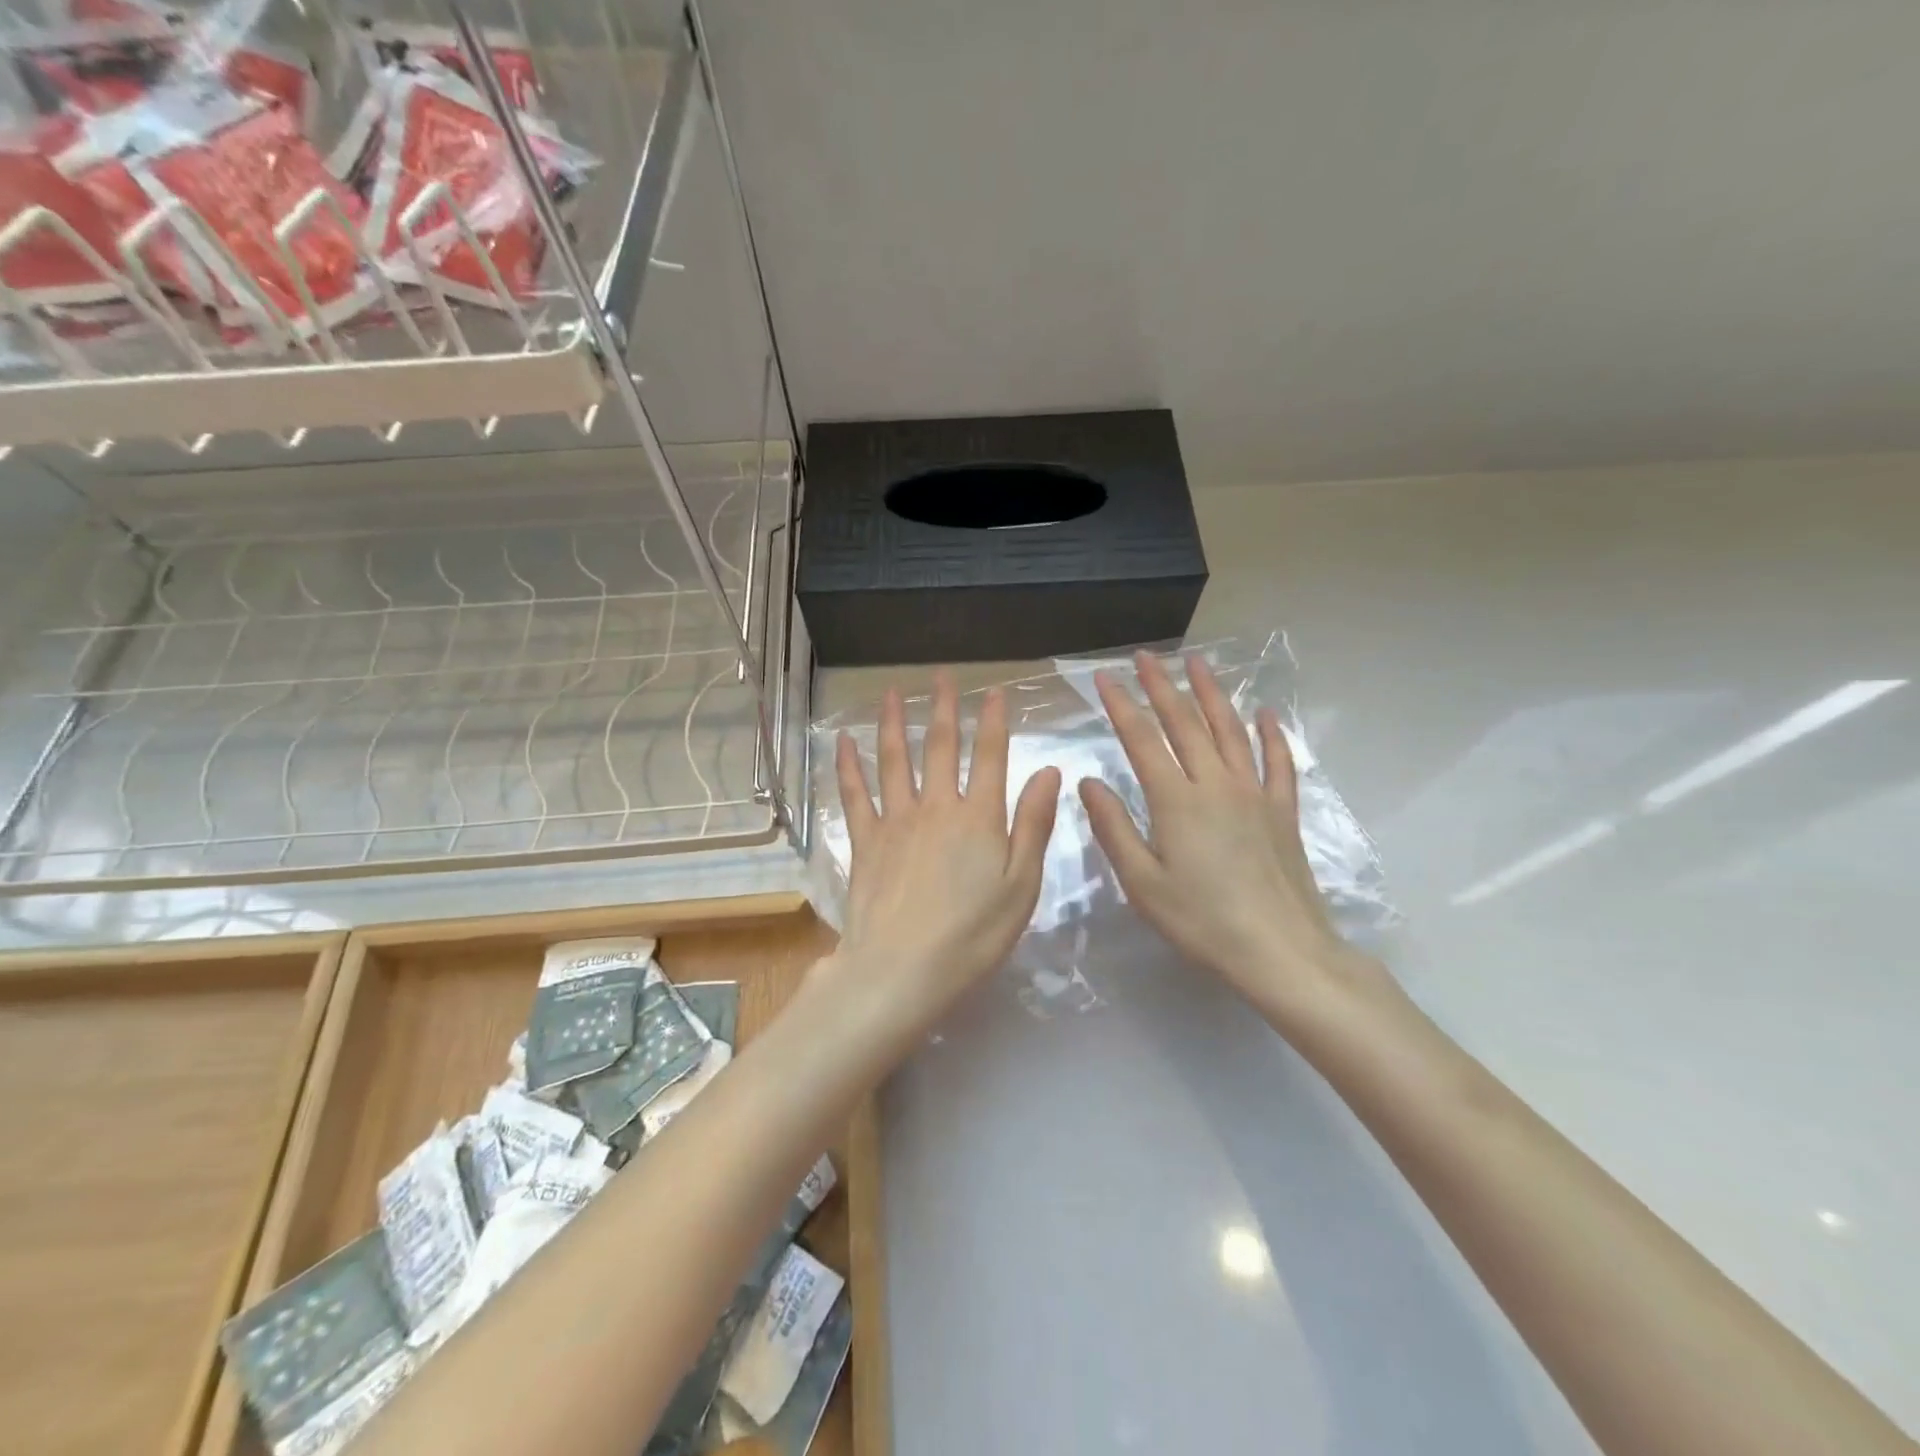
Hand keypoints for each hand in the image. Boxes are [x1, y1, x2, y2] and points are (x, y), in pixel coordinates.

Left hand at [825, 673, 1060, 1044]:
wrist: (901, 969)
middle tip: (942, 676)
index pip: (990, 755)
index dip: (994, 721)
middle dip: (943, 708)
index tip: (994, 691)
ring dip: (893, 723)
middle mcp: (936, 807)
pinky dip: (848, 766)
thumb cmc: (973, 935)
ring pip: (894, 760)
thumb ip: (1034, 825)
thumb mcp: (1021, 885)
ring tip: (890, 692)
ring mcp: (896, 820)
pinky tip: (844, 743)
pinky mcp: (865, 841)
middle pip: (939, 746)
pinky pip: (854, 794)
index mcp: (979, 817)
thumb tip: (1049, 771)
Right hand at [1079, 651, 1377, 1013]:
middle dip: (1162, 685)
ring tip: (1198, 664)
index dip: (1121, 705)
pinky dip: (1271, 734)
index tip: (1103, 678)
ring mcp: (1254, 793)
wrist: (1281, 951)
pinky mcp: (1282, 811)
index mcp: (1176, 801)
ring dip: (1212, 694)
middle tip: (1145, 656)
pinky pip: (1278, 761)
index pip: (1142, 739)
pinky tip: (1265, 713)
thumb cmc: (1202, 922)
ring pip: (1230, 730)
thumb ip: (1114, 828)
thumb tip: (1089, 782)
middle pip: (1186, 723)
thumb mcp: (1142, 883)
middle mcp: (1216, 784)